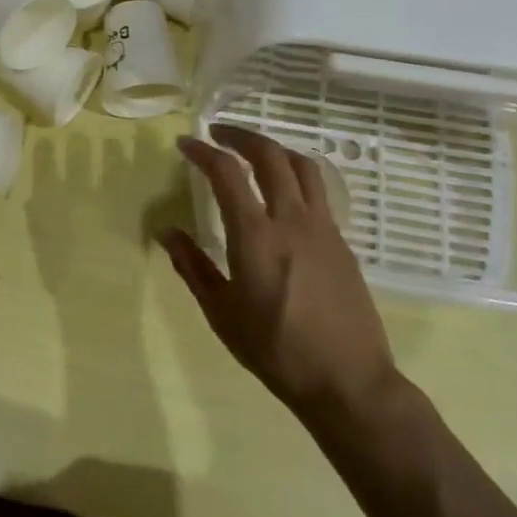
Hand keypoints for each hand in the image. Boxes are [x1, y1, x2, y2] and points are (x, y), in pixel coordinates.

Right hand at [163, 126, 400, 437]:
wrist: (349, 381)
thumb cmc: (276, 350)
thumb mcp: (222, 313)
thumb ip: (193, 267)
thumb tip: (167, 232)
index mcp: (257, 236)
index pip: (227, 173)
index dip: (204, 151)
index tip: (186, 144)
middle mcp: (292, 220)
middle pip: (270, 155)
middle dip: (241, 136)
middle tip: (219, 134)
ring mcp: (323, 228)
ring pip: (302, 167)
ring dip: (274, 149)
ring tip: (253, 153)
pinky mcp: (342, 242)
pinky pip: (318, 192)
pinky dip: (295, 175)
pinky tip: (283, 194)